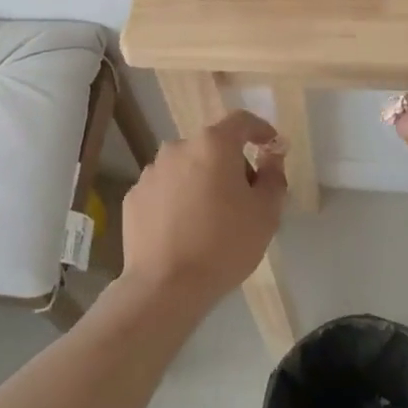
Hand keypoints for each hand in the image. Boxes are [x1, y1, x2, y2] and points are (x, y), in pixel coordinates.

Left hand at [121, 110, 287, 309]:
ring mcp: (151, 172)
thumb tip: (271, 156)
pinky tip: (184, 229)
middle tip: (244, 196)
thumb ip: (273, 176)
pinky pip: (165, 190)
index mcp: (213, 145)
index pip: (241, 121)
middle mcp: (178, 148)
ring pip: (186, 168)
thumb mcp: (266, 212)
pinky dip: (177, 199)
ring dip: (201, 181)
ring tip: (210, 217)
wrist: (166, 285)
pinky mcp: (134, 197)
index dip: (260, 130)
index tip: (271, 146)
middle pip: (212, 146)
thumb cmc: (225, 244)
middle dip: (230, 163)